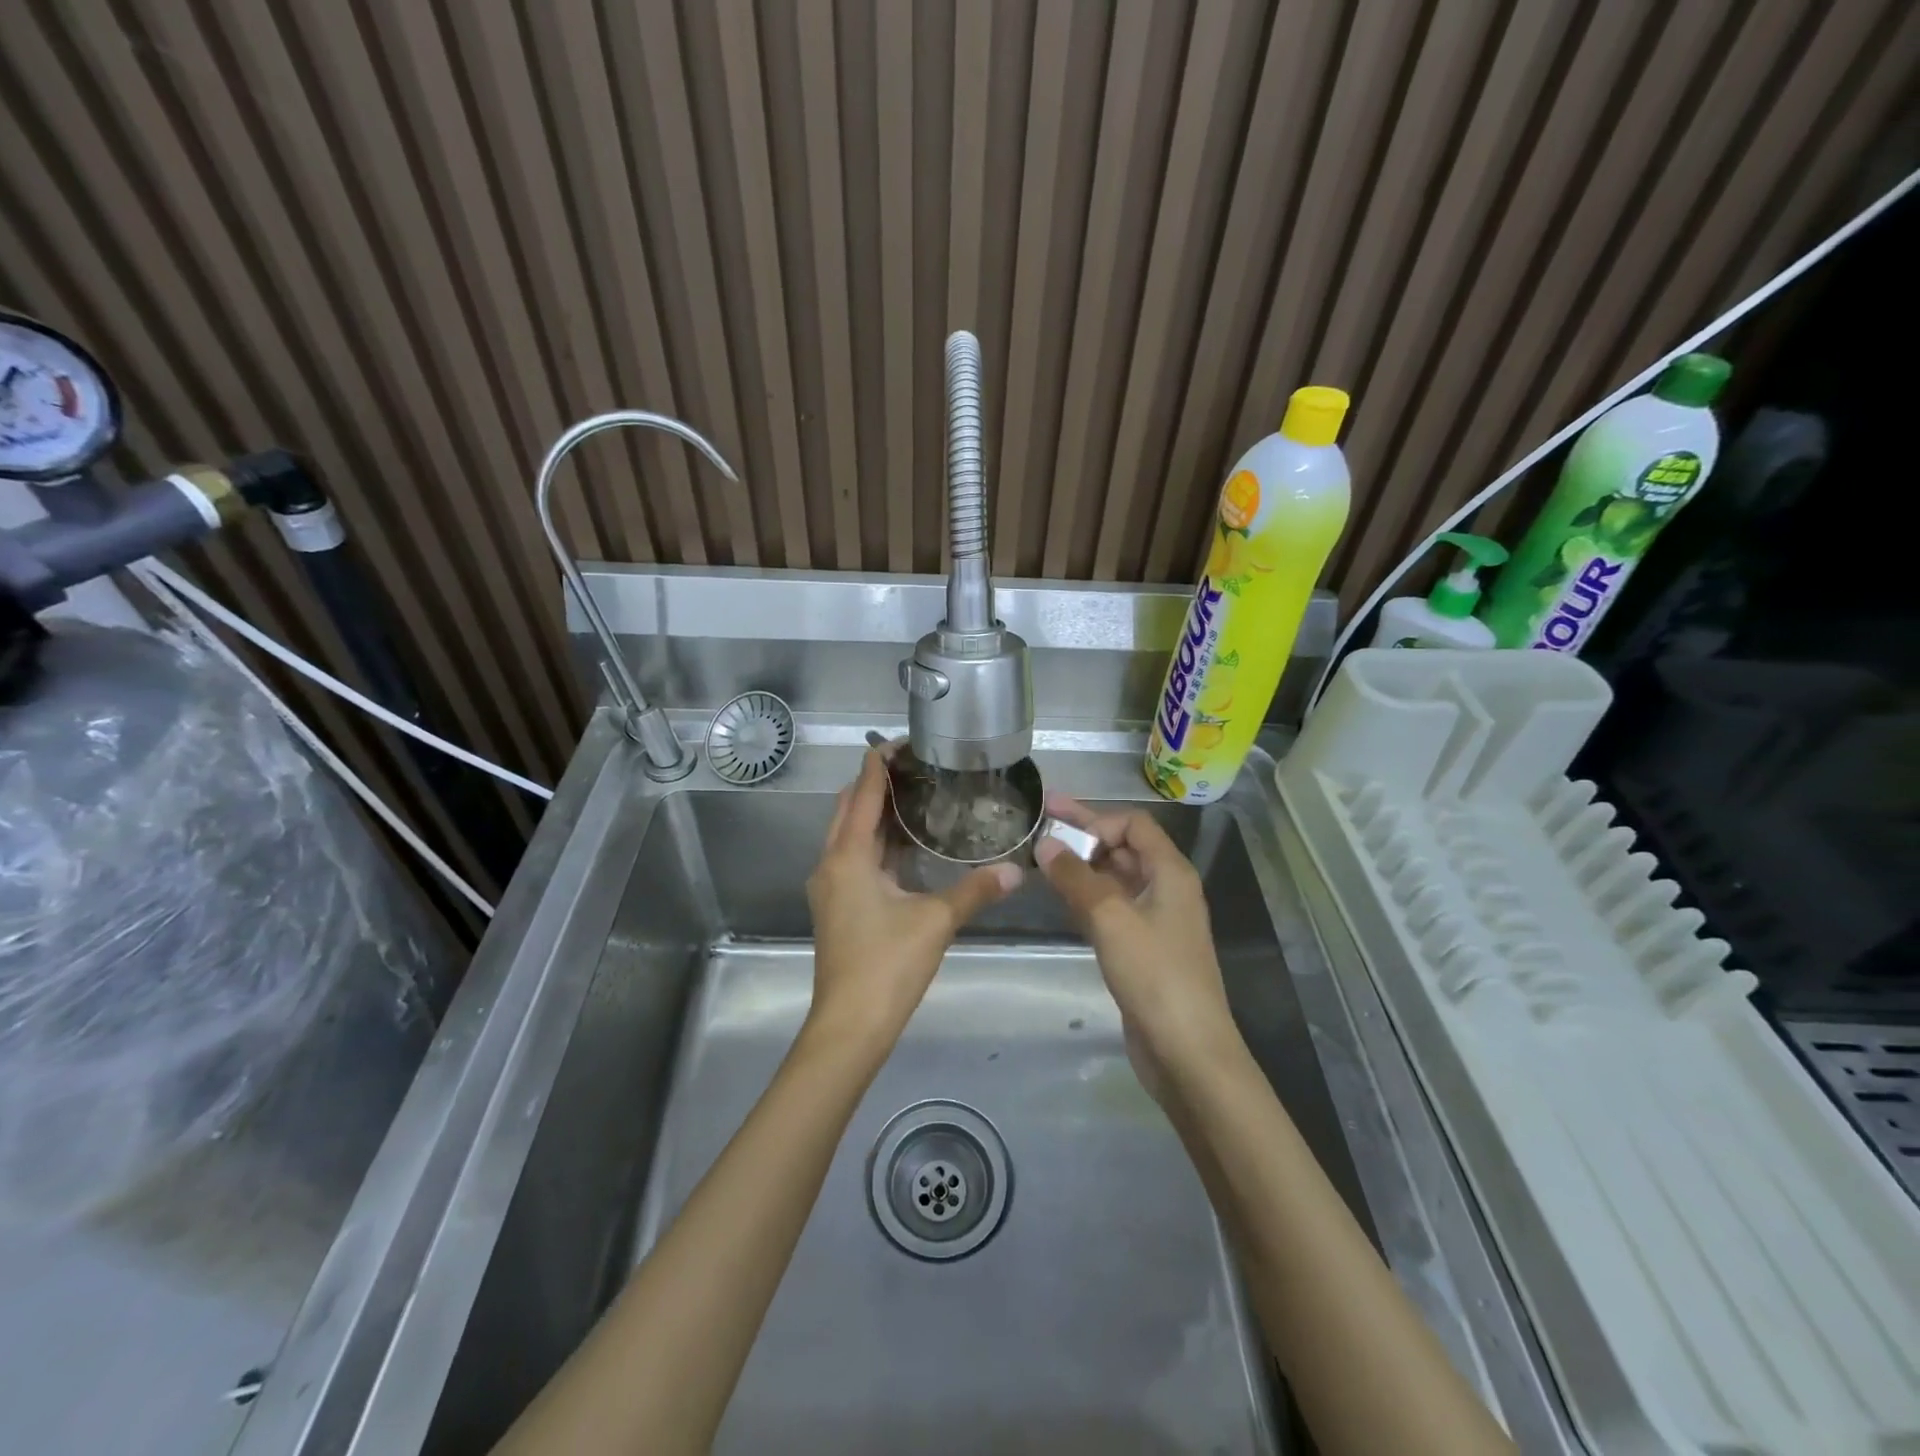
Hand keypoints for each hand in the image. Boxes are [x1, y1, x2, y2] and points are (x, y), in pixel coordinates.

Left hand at [805, 750, 1020, 1055]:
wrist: (849, 1026)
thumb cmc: (887, 965)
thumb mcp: (936, 922)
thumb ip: (976, 891)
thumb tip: (1018, 869)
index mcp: (848, 856)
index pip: (862, 793)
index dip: (879, 763)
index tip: (903, 740)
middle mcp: (830, 864)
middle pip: (849, 809)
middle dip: (876, 783)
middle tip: (916, 766)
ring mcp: (830, 887)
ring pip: (849, 835)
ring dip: (875, 813)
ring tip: (915, 796)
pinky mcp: (837, 907)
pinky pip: (853, 858)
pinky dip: (875, 842)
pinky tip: (906, 845)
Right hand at [1034, 794, 1239, 1078]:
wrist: (1187, 1051)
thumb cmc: (1154, 975)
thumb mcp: (1111, 918)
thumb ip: (1075, 877)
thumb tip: (1044, 843)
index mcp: (1171, 872)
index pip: (1133, 825)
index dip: (1096, 821)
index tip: (1059, 833)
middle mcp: (1166, 889)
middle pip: (1124, 848)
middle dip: (1084, 834)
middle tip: (1040, 821)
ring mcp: (1155, 920)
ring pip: (1115, 879)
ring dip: (1082, 866)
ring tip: (1041, 858)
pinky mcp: (1143, 949)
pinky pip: (1112, 908)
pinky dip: (1087, 896)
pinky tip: (1061, 898)